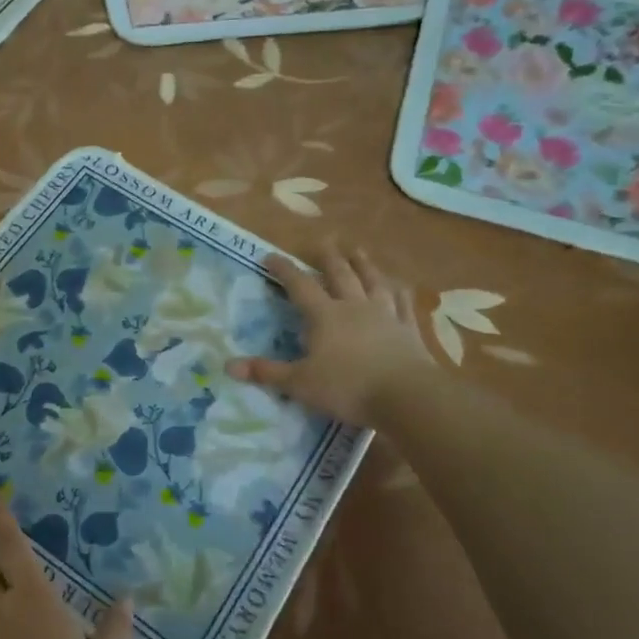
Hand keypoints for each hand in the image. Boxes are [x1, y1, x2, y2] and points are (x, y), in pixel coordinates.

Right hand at [225, 237, 432, 426]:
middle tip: (322, 242)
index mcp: (325, 316)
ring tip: (358, 251)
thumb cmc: (347, 387)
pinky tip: (399, 285)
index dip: (284, 270)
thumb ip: (267, 372)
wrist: (407, 396)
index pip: (300, 286)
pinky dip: (399, 291)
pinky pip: (403, 303)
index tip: (271, 256)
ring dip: (364, 265)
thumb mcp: (300, 383)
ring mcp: (386, 315)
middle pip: (340, 275)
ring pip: (373, 282)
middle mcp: (354, 307)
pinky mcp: (409, 329)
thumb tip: (229, 366)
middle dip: (328, 258)